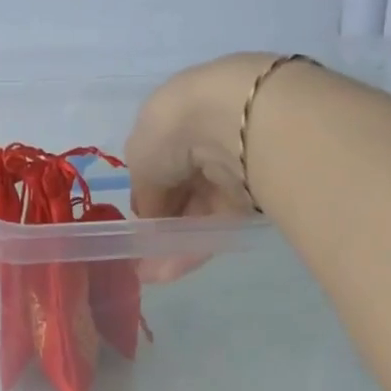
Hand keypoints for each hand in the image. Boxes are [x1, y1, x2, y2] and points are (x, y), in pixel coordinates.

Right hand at [125, 53, 280, 278]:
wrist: (237, 123)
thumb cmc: (173, 131)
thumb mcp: (139, 161)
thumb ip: (144, 193)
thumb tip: (152, 218)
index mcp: (174, 117)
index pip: (158, 162)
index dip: (146, 193)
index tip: (136, 221)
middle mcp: (204, 138)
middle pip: (180, 190)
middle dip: (161, 224)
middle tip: (144, 255)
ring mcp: (230, 166)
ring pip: (198, 212)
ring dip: (174, 243)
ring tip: (153, 273)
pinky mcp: (253, 194)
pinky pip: (218, 225)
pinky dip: (195, 247)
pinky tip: (172, 270)